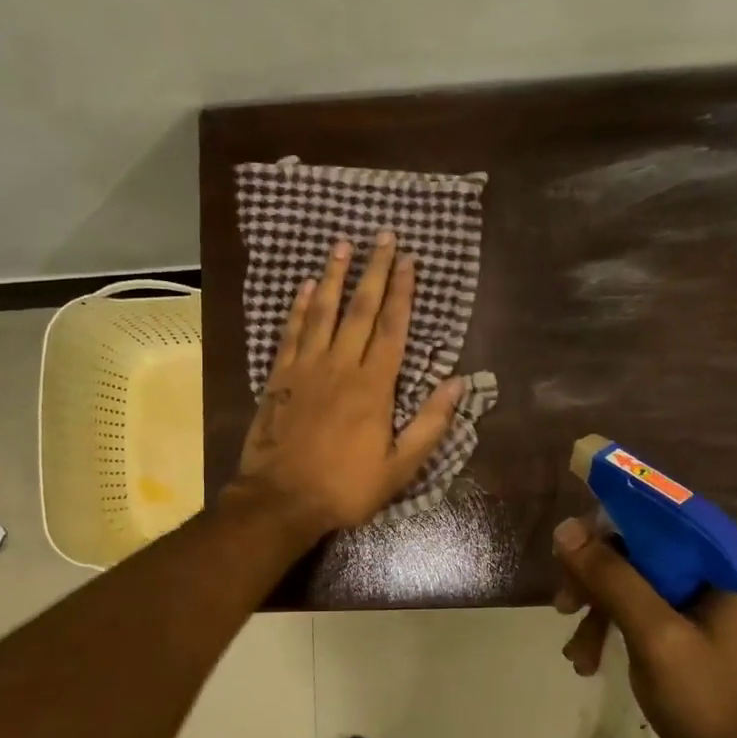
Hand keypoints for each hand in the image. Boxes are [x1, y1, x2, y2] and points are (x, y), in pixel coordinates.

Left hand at [230, 231, 463, 538]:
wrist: (281, 500)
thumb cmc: (345, 488)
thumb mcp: (400, 468)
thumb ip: (430, 424)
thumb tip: (458, 383)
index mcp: (374, 387)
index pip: (392, 329)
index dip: (403, 293)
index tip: (409, 261)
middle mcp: (340, 367)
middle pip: (359, 310)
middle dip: (374, 271)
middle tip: (383, 236)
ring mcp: (305, 369)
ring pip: (322, 312)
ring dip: (334, 276)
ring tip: (343, 244)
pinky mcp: (278, 378)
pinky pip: (291, 333)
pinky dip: (299, 307)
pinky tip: (305, 286)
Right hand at [552, 517, 736, 737]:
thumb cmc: (708, 698)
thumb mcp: (654, 636)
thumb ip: (612, 578)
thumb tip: (565, 529)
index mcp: (725, 556)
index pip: (659, 508)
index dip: (609, 517)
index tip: (567, 547)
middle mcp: (717, 563)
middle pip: (640, 543)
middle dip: (595, 575)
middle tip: (563, 605)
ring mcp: (703, 592)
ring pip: (632, 574)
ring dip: (597, 608)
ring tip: (577, 652)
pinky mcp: (689, 618)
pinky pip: (640, 602)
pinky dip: (612, 625)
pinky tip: (589, 659)